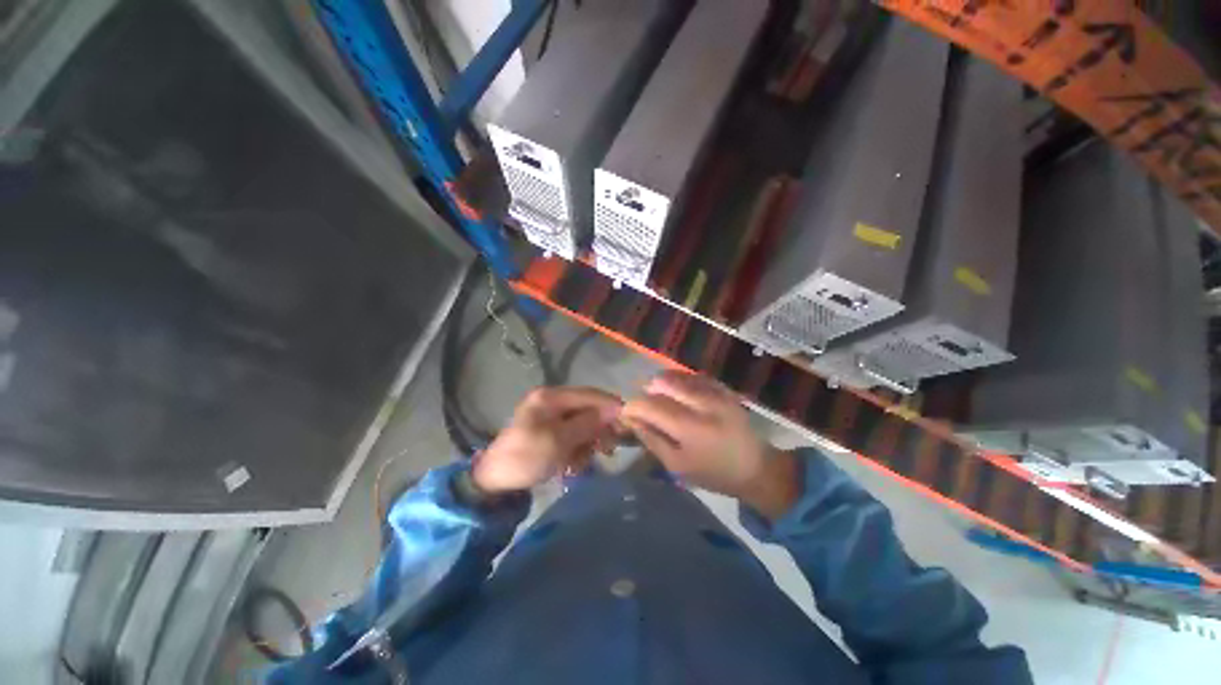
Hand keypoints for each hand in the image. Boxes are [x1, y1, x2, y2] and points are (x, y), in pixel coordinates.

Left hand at [473, 386, 622, 493]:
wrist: (494, 482)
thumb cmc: (525, 457)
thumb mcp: (559, 441)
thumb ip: (587, 423)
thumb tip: (615, 409)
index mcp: (550, 397)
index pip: (589, 395)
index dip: (609, 406)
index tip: (627, 422)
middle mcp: (552, 402)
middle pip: (587, 410)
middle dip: (597, 430)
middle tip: (608, 450)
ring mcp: (550, 417)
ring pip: (583, 425)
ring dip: (586, 444)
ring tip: (579, 464)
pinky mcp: (550, 432)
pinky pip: (573, 436)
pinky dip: (576, 451)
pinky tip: (571, 466)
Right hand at [621, 371, 798, 519]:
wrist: (757, 467)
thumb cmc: (713, 472)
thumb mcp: (677, 466)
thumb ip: (652, 440)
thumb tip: (632, 420)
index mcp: (690, 427)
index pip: (651, 405)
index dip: (633, 406)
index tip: (627, 412)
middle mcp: (702, 403)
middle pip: (663, 382)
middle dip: (647, 389)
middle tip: (644, 404)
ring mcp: (715, 392)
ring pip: (678, 375)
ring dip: (662, 383)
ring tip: (659, 397)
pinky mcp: (723, 389)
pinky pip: (694, 375)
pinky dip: (680, 380)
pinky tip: (678, 391)